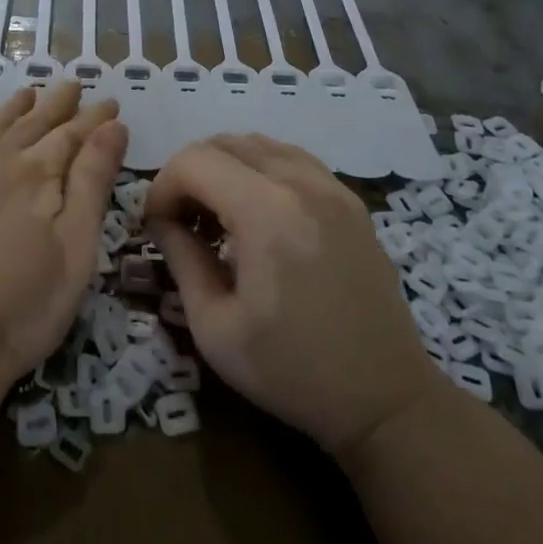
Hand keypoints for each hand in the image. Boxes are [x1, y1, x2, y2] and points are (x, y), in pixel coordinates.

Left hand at [0, 83, 127, 414]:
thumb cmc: (24, 304)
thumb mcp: (76, 246)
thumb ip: (93, 181)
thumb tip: (113, 126)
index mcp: (37, 176)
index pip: (72, 136)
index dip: (94, 118)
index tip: (111, 101)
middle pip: (32, 126)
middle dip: (57, 104)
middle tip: (73, 84)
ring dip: (11, 109)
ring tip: (28, 92)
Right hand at [146, 134, 441, 456]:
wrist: (386, 400)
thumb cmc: (293, 373)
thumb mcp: (215, 328)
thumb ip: (181, 260)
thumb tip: (163, 221)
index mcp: (266, 212)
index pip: (194, 161)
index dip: (162, 187)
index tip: (156, 227)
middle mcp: (300, 182)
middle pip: (223, 143)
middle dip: (189, 174)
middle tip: (183, 223)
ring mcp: (331, 186)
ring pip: (257, 143)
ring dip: (224, 167)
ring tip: (219, 217)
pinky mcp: (349, 199)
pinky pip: (291, 157)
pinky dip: (260, 168)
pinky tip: (259, 212)